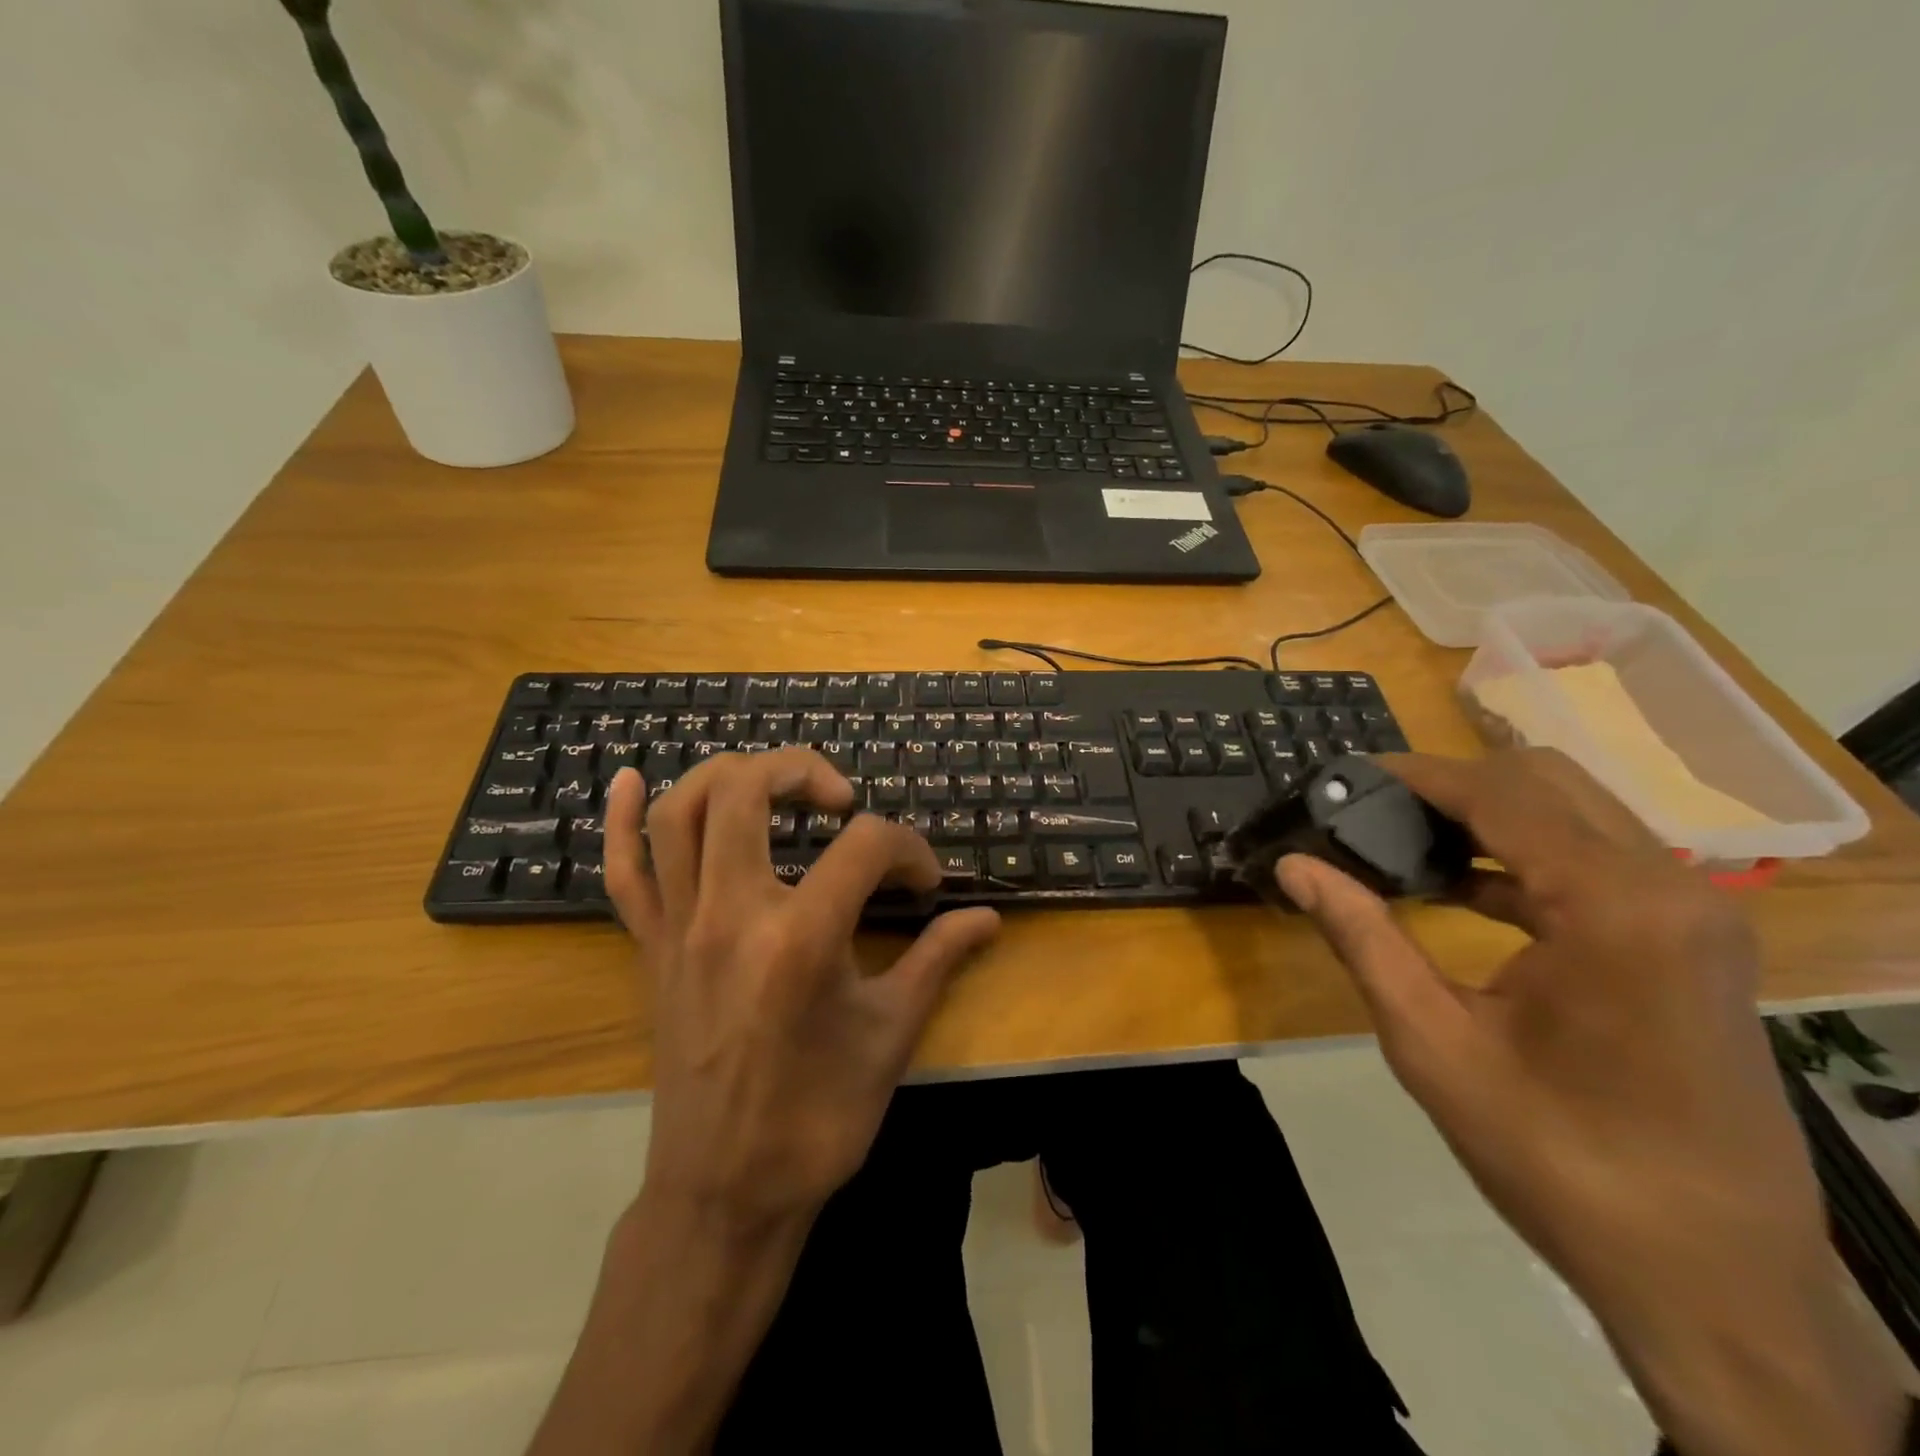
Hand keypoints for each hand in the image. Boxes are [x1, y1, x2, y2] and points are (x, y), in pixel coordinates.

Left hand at [604, 753, 999, 1228]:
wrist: (724, 1195)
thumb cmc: (817, 1118)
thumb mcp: (891, 1036)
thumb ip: (938, 960)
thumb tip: (988, 918)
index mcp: (800, 940)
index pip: (865, 847)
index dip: (908, 850)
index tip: (926, 881)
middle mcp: (731, 916)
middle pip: (747, 792)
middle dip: (802, 772)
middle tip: (839, 798)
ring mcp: (680, 929)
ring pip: (681, 814)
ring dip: (727, 777)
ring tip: (772, 785)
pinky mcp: (651, 949)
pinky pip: (623, 872)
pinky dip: (622, 820)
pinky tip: (632, 778)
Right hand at [1278, 749, 1905, 1455]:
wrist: (1711, 1276)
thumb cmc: (1557, 1156)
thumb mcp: (1432, 1041)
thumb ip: (1361, 936)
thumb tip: (1293, 866)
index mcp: (1612, 906)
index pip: (1500, 794)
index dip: (1415, 775)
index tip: (1347, 776)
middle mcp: (1669, 888)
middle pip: (1546, 783)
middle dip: (1451, 784)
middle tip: (1370, 809)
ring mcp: (1694, 914)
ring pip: (1577, 814)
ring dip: (1488, 817)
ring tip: (1403, 839)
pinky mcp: (1694, 942)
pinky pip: (1600, 862)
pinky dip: (1525, 857)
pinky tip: (1462, 889)